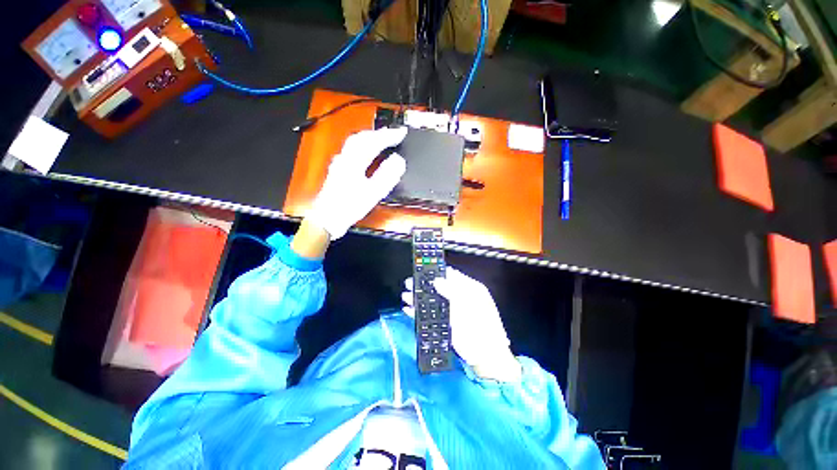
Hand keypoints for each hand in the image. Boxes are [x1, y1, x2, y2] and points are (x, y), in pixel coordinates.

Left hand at [306, 127, 407, 239]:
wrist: (328, 218)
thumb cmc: (350, 207)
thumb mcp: (372, 193)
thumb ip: (386, 175)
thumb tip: (398, 160)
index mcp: (354, 162)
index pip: (373, 142)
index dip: (389, 136)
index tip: (402, 132)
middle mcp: (345, 158)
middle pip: (362, 137)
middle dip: (379, 133)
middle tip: (394, 133)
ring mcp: (340, 162)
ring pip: (355, 142)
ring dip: (370, 137)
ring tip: (383, 137)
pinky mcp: (338, 168)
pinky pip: (352, 149)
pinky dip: (363, 144)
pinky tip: (367, 150)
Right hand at [402, 267, 521, 381]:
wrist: (486, 357)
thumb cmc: (482, 329)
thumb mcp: (467, 305)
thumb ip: (452, 291)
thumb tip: (437, 281)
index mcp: (470, 289)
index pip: (451, 275)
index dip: (437, 272)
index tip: (423, 270)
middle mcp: (460, 298)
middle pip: (439, 287)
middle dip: (424, 285)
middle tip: (410, 282)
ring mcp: (453, 311)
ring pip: (432, 301)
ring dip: (419, 298)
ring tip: (406, 295)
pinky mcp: (446, 324)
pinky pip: (430, 315)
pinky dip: (419, 312)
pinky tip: (409, 309)